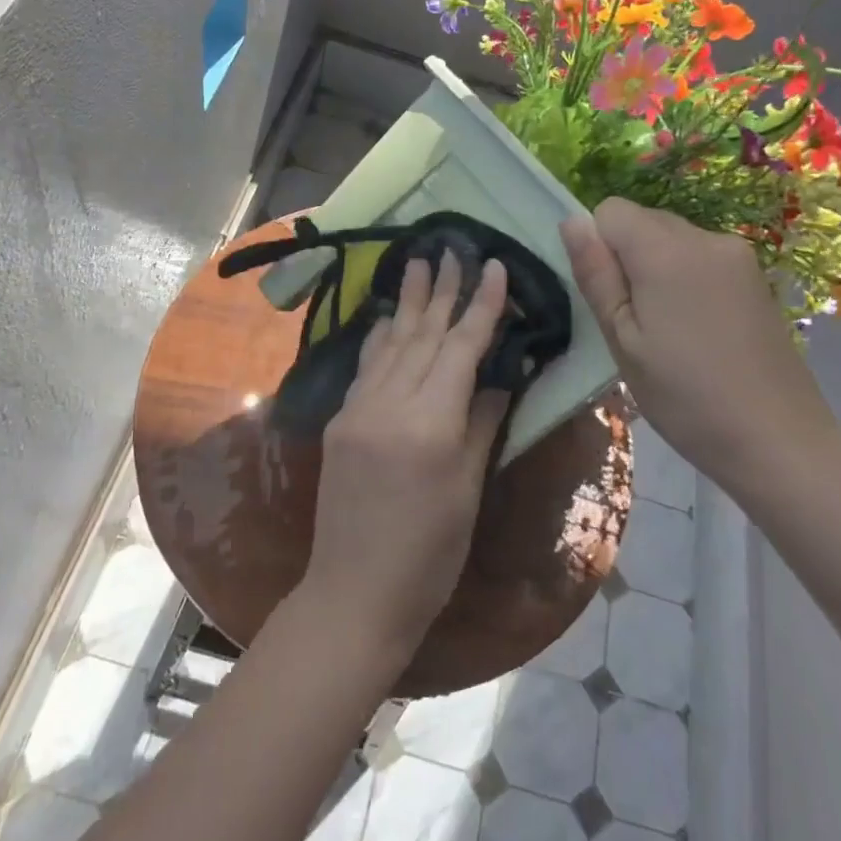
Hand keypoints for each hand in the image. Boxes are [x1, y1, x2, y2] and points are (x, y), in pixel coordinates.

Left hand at [300, 252, 511, 666]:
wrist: (355, 592)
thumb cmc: (429, 555)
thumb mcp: (468, 489)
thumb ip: (482, 423)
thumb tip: (500, 374)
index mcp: (431, 424)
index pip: (461, 349)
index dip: (481, 306)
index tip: (494, 266)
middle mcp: (390, 405)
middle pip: (422, 335)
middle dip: (441, 290)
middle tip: (452, 247)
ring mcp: (358, 410)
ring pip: (390, 343)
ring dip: (407, 302)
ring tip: (418, 261)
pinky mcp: (340, 420)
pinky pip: (365, 366)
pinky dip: (380, 336)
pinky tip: (386, 315)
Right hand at [559, 198, 840, 495]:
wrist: (778, 439)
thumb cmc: (684, 396)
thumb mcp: (623, 340)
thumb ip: (596, 275)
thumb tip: (571, 221)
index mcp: (667, 250)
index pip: (610, 210)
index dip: (598, 248)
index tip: (611, 299)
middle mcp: (706, 237)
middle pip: (643, 220)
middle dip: (626, 258)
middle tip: (635, 322)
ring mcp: (737, 255)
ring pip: (671, 239)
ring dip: (656, 269)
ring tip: (667, 331)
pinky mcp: (755, 276)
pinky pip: (700, 257)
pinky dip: (685, 279)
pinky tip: (697, 330)